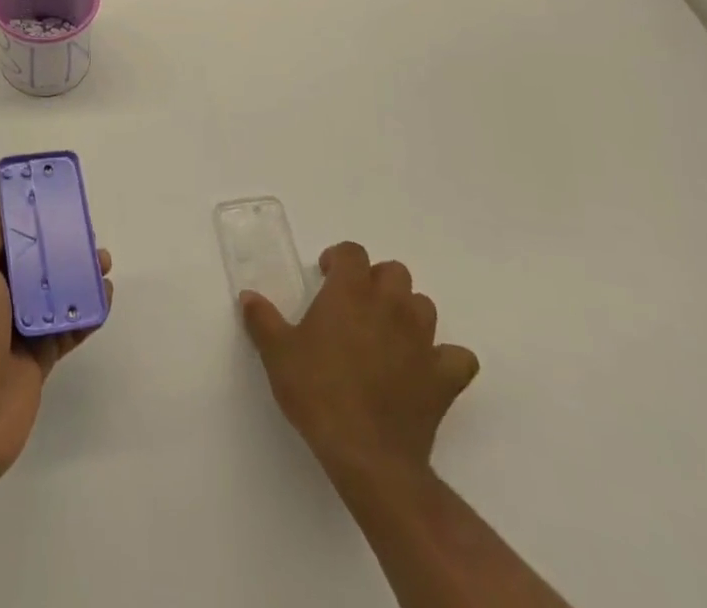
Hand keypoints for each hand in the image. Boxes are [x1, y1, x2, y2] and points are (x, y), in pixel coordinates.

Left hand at [0, 204, 112, 489]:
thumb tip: (13, 215)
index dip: (21, 211)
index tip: (53, 198)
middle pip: (26, 256)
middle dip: (56, 240)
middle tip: (86, 231)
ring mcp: (10, 327)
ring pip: (49, 289)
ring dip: (76, 273)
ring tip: (104, 262)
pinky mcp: (35, 357)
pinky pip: (66, 326)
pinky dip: (86, 310)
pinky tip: (105, 296)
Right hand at [241, 241, 477, 484]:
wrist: (367, 455)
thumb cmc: (318, 393)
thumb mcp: (277, 354)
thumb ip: (262, 319)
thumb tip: (248, 296)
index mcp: (350, 292)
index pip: (352, 252)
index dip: (339, 259)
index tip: (325, 277)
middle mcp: (390, 305)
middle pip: (394, 272)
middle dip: (376, 281)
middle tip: (355, 305)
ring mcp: (422, 340)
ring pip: (424, 306)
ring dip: (407, 312)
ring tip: (387, 334)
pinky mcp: (444, 378)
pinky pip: (458, 357)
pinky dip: (446, 359)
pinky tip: (427, 370)